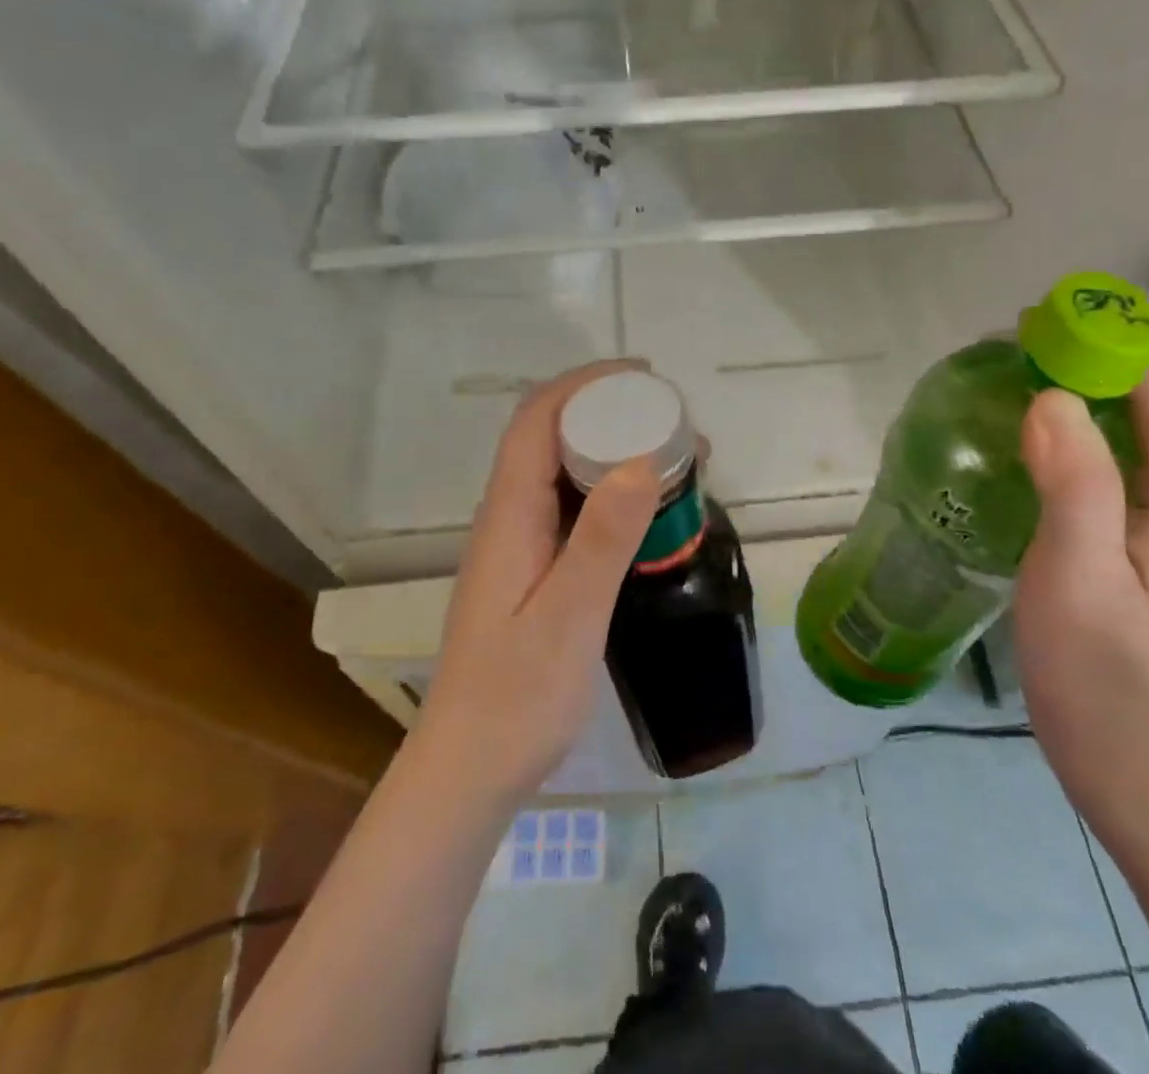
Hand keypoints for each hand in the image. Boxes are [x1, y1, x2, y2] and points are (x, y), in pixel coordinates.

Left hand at [415, 362, 660, 804]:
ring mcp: (520, 543)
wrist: (470, 770)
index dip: (587, 384)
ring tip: (678, 459)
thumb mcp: (569, 617)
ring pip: (565, 471)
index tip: (645, 378)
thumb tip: (640, 460)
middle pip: (552, 436)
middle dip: (612, 412)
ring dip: (615, 450)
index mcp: (509, 514)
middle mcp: (509, 516)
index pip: (538, 419)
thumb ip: (602, 539)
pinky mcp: (534, 569)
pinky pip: (573, 508)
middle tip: (678, 424)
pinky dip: (613, 491)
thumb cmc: (516, 698)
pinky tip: (651, 512)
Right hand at [1013, 355, 1148, 809]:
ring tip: (1006, 380)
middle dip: (1086, 363)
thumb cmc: (1096, 662)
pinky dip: (1065, 433)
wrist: (1116, 752)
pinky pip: (1102, 460)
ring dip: (1074, 394)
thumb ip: (1074, 480)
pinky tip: (1019, 439)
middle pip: (1146, 401)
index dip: (1107, 345)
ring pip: (1123, 429)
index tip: (1037, 326)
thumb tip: (1051, 395)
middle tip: (1008, 351)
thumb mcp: (1078, 567)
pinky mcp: (1127, 535)